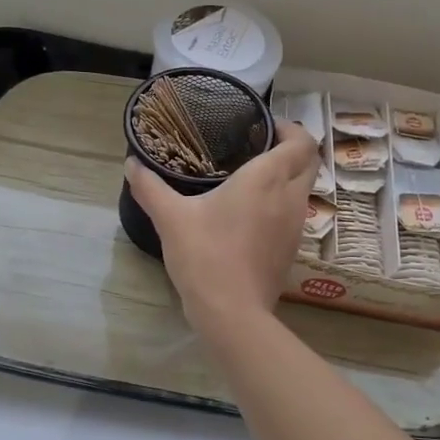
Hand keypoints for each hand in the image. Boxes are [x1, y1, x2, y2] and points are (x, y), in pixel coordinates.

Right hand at [126, 121, 318, 342]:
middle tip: (257, 147)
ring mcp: (295, 226)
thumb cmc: (204, 255)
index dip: (288, 128)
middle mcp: (290, 197)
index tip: (261, 127)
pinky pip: (294, 214)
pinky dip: (281, 204)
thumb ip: (150, 187)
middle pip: (309, 161)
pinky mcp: (291, 249)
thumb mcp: (170, 218)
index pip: (301, 140)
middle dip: (291, 149)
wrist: (232, 312)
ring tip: (252, 179)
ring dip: (287, 177)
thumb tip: (131, 164)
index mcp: (267, 178)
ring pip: (303, 189)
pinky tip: (252, 214)